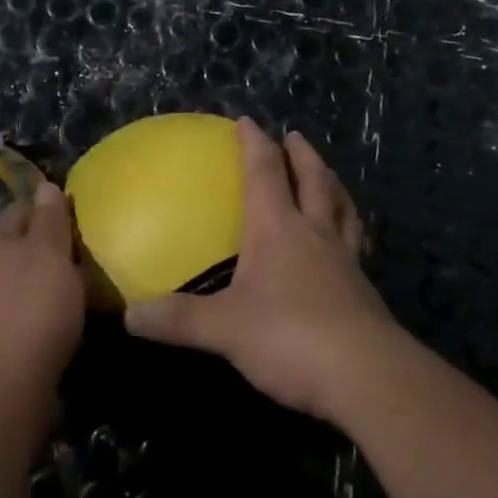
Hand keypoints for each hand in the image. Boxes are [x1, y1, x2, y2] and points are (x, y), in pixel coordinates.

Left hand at [0, 181, 85, 415]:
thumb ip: (49, 217)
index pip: (22, 207)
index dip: (53, 209)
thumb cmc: (31, 309)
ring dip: (54, 283)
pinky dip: (48, 311)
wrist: (3, 390)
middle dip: (56, 249)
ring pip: (27, 280)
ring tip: (87, 290)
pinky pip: (27, 312)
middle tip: (91, 256)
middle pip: (24, 246)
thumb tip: (45, 186)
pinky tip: (69, 321)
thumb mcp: (48, 252)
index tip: (84, 220)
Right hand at [124, 118, 401, 422]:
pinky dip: (347, 229)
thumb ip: (179, 319)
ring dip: (331, 184)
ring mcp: (345, 261)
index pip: (265, 172)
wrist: (366, 376)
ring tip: (326, 176)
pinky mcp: (364, 291)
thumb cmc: (290, 336)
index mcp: (279, 229)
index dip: (254, 144)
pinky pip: (354, 245)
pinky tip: (344, 242)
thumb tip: (131, 316)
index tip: (247, 121)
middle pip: (313, 180)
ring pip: (341, 208)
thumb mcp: (225, 329)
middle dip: (302, 154)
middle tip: (294, 136)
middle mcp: (315, 234)